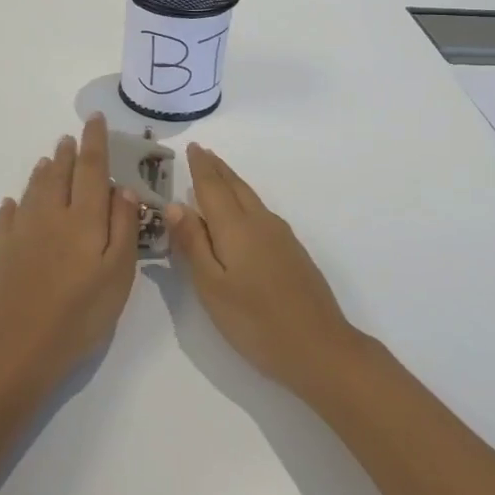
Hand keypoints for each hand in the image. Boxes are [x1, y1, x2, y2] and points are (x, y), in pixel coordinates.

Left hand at [0, 114, 140, 386]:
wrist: (16, 347)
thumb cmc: (79, 314)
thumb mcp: (119, 274)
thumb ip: (123, 227)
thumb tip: (123, 189)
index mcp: (85, 218)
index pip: (92, 168)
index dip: (95, 141)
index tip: (95, 119)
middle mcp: (51, 214)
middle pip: (59, 174)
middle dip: (67, 153)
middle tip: (70, 137)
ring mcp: (20, 231)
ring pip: (33, 190)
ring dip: (43, 171)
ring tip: (48, 159)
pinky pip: (6, 217)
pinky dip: (13, 204)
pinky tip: (13, 202)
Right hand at [168, 143, 361, 396]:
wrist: (319, 346)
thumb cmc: (255, 321)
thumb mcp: (212, 287)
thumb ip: (193, 244)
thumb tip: (175, 204)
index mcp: (236, 227)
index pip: (213, 187)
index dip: (201, 167)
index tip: (192, 147)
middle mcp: (260, 222)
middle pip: (235, 186)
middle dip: (217, 169)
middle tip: (203, 152)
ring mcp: (281, 236)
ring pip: (251, 198)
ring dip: (232, 182)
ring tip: (218, 174)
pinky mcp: (293, 251)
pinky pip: (261, 212)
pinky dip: (245, 201)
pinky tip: (243, 212)